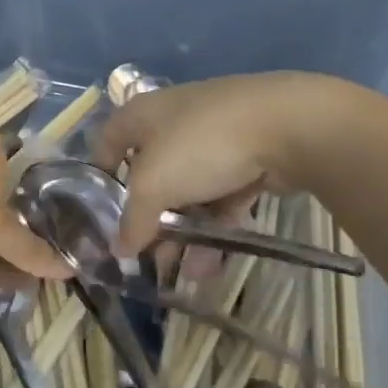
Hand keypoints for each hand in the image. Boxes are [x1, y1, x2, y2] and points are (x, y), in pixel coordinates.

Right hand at [95, 72, 341, 255]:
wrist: (288, 125)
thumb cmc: (201, 145)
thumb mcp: (154, 186)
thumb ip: (133, 221)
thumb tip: (119, 250)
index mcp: (142, 115)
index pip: (107, 142)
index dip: (99, 177)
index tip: (99, 214)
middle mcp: (174, 121)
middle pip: (151, 174)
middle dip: (149, 219)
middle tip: (147, 257)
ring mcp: (215, 138)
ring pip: (189, 190)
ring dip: (185, 232)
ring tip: (185, 272)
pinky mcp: (249, 156)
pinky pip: (223, 196)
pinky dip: (216, 226)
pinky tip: (213, 263)